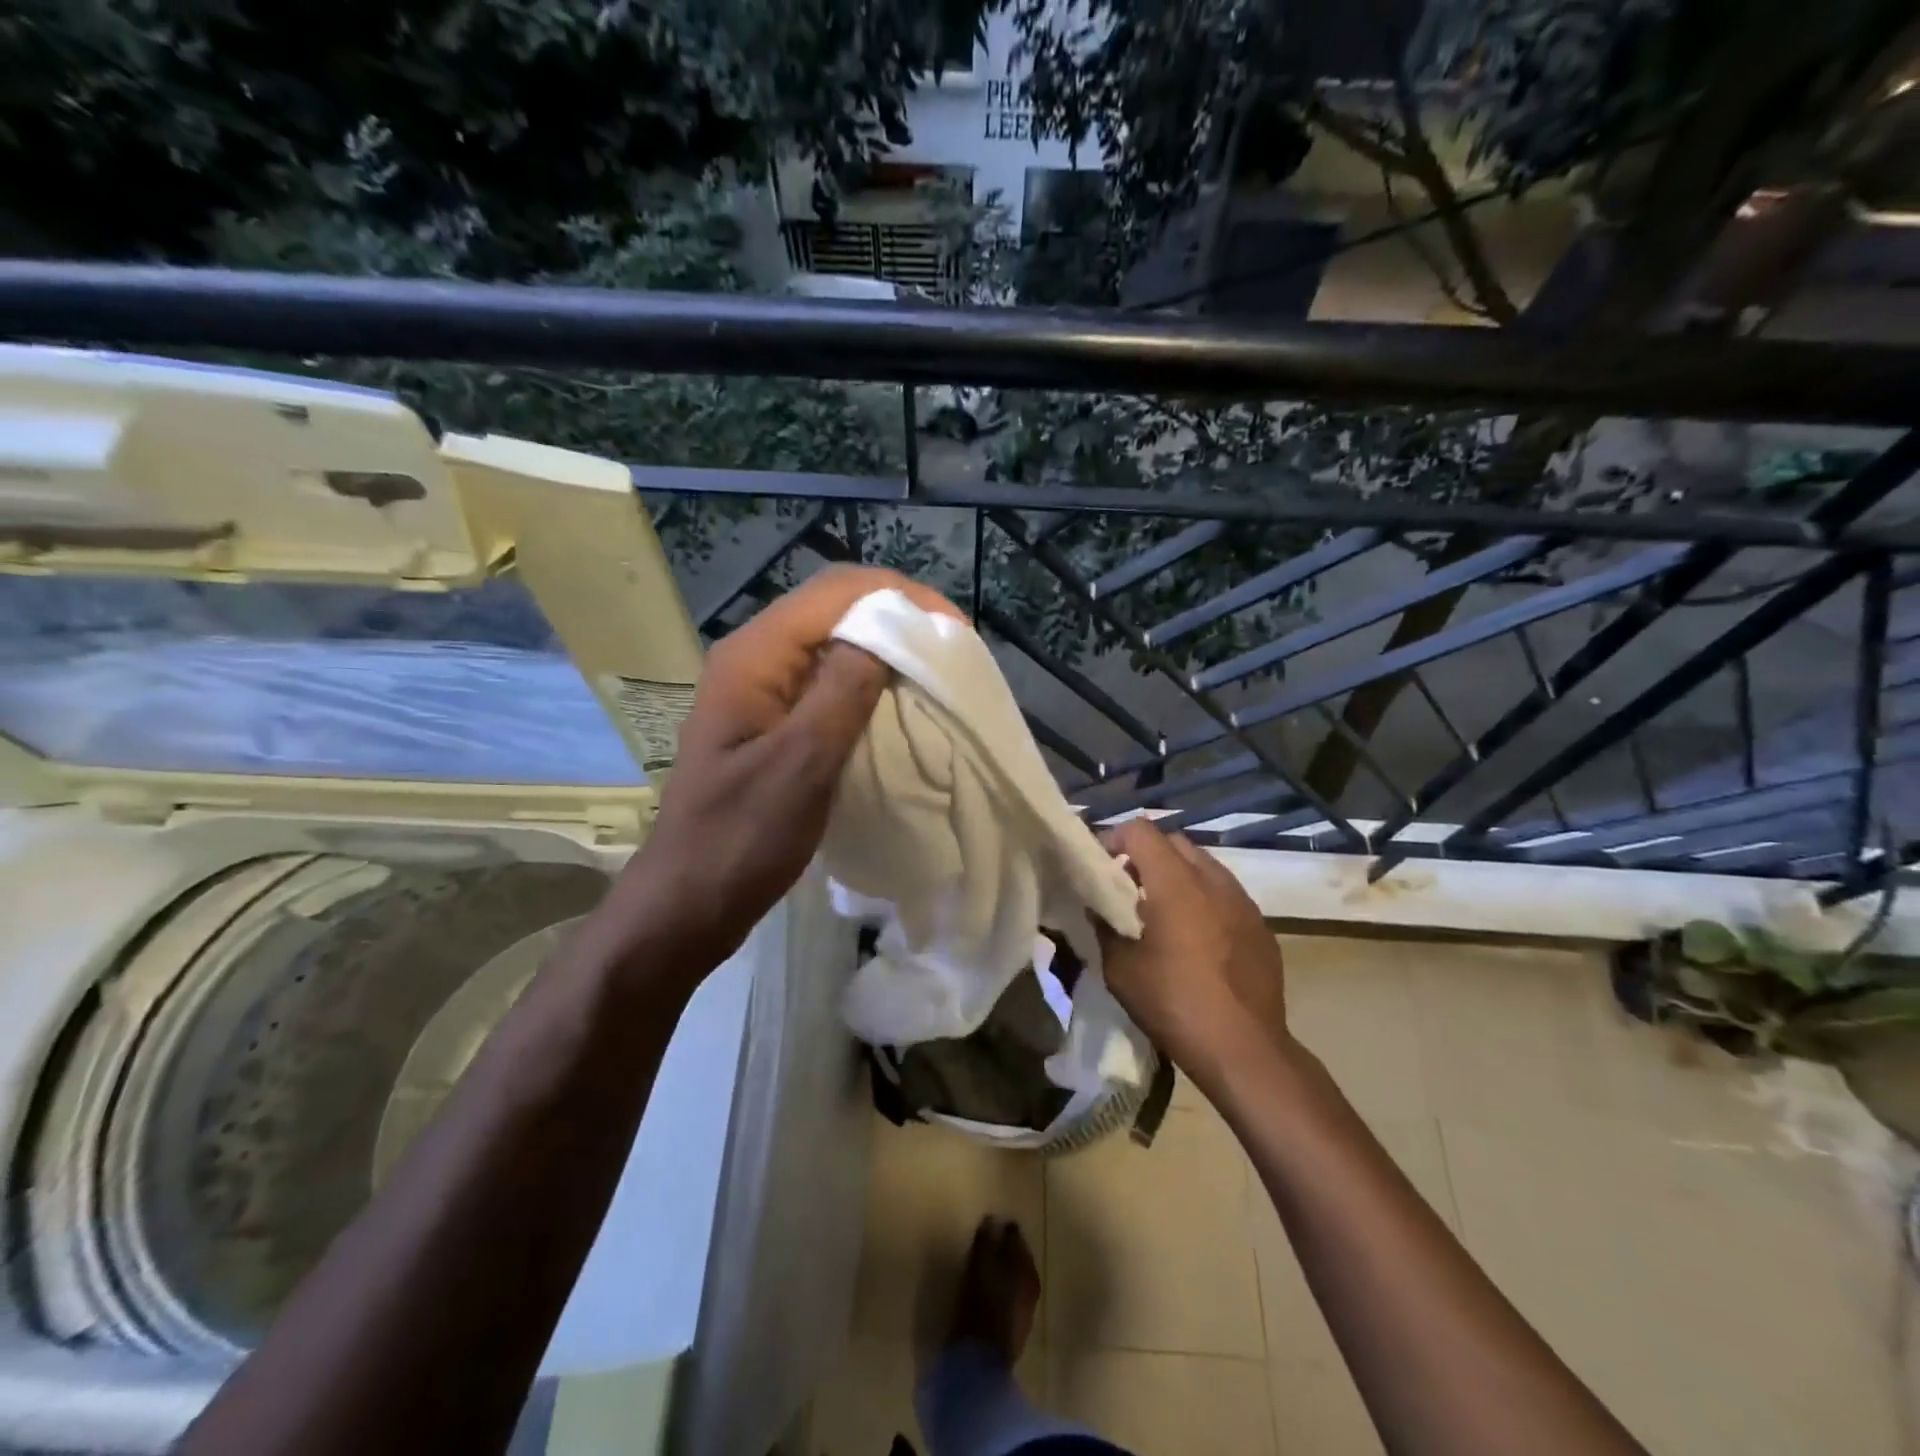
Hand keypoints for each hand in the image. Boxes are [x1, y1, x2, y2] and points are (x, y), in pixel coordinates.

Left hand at [606, 565, 963, 975]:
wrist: (689, 903)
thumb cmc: (741, 838)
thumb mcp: (801, 763)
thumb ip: (843, 690)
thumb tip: (890, 633)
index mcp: (754, 656)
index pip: (835, 592)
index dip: (900, 598)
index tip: (955, 630)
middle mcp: (755, 658)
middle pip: (833, 608)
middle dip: (897, 617)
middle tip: (952, 648)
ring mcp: (761, 690)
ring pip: (832, 643)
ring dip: (885, 647)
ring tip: (935, 670)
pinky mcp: (771, 720)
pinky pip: (825, 681)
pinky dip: (867, 680)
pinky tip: (897, 701)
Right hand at [1095, 819, 1292, 1089]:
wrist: (1245, 1050)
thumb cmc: (1174, 1004)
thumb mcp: (1120, 969)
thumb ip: (1104, 927)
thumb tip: (1097, 909)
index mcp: (1176, 883)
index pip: (1141, 831)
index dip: (1115, 839)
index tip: (1100, 865)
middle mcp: (1213, 880)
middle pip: (1175, 843)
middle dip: (1146, 855)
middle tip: (1127, 886)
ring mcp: (1243, 902)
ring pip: (1204, 866)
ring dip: (1178, 876)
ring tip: (1160, 911)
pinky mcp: (1261, 926)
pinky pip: (1226, 895)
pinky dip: (1204, 899)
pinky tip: (1195, 937)